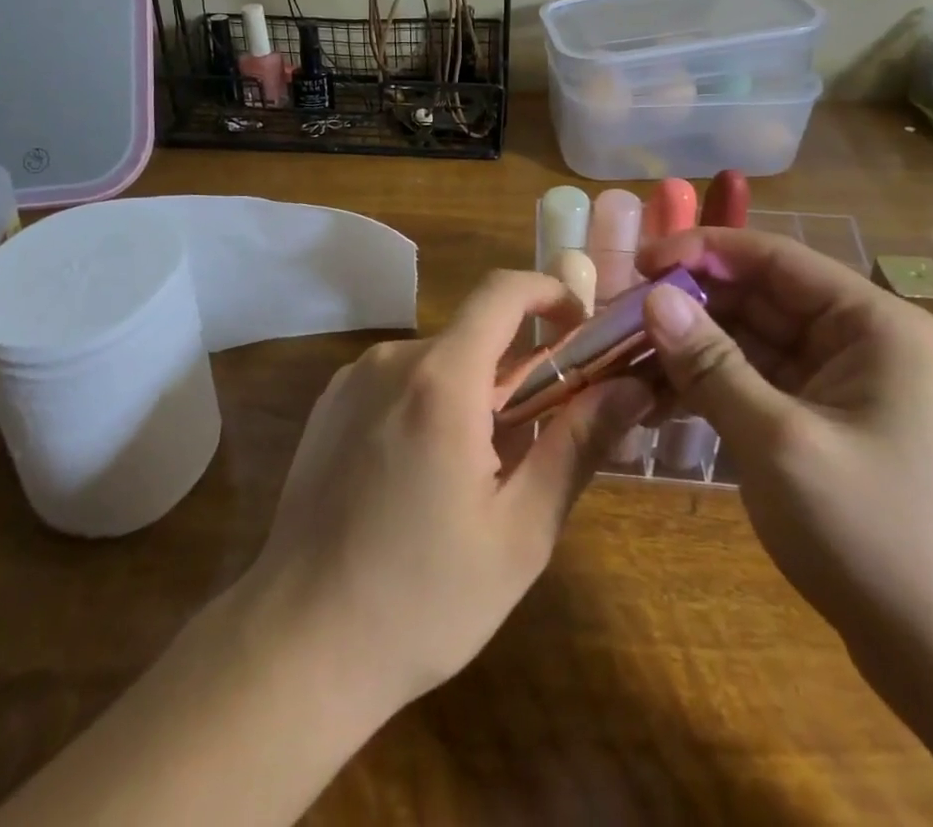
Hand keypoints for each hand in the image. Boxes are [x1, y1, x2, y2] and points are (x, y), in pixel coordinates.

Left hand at [245, 270, 653, 713]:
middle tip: (544, 439)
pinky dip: (431, 404)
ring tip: (483, 474)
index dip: (548, 294)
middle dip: (518, 372)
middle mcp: (392, 360)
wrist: (300, 642)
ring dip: (474, 394)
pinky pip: (399, 382)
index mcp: (441, 380)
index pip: (502, 292)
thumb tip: (631, 386)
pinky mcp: (330, 403)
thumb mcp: (519, 532)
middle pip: (474, 335)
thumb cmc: (422, 598)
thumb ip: (577, 446)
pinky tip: (426, 476)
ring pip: (438, 362)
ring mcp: (353, 378)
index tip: (581, 330)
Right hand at [636, 228, 932, 669]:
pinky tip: (658, 403)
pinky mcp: (825, 428)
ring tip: (624, 363)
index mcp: (871, 324)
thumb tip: (653, 296)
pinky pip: (757, 386)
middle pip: (757, 299)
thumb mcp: (778, 441)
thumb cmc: (879, 538)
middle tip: (616, 323)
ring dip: (691, 351)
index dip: (700, 251)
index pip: (772, 258)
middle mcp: (860, 342)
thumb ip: (710, 363)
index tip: (635, 266)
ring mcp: (843, 388)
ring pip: (750, 344)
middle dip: (688, 307)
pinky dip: (710, 389)